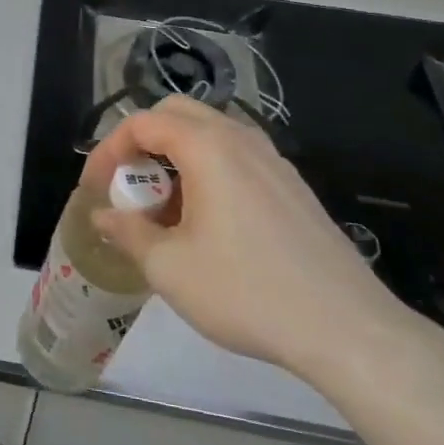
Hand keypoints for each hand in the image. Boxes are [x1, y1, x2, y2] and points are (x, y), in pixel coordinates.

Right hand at [87, 96, 436, 396]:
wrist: (348, 329)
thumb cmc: (247, 291)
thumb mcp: (170, 268)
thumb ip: (128, 232)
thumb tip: (102, 216)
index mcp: (207, 146)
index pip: (142, 123)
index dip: (109, 150)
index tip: (95, 188)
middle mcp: (240, 139)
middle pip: (176, 114)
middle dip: (142, 142)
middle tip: (128, 185)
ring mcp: (272, 160)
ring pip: (210, 134)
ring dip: (176, 157)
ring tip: (165, 209)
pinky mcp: (293, 186)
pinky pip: (237, 158)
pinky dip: (208, 171)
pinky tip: (209, 223)